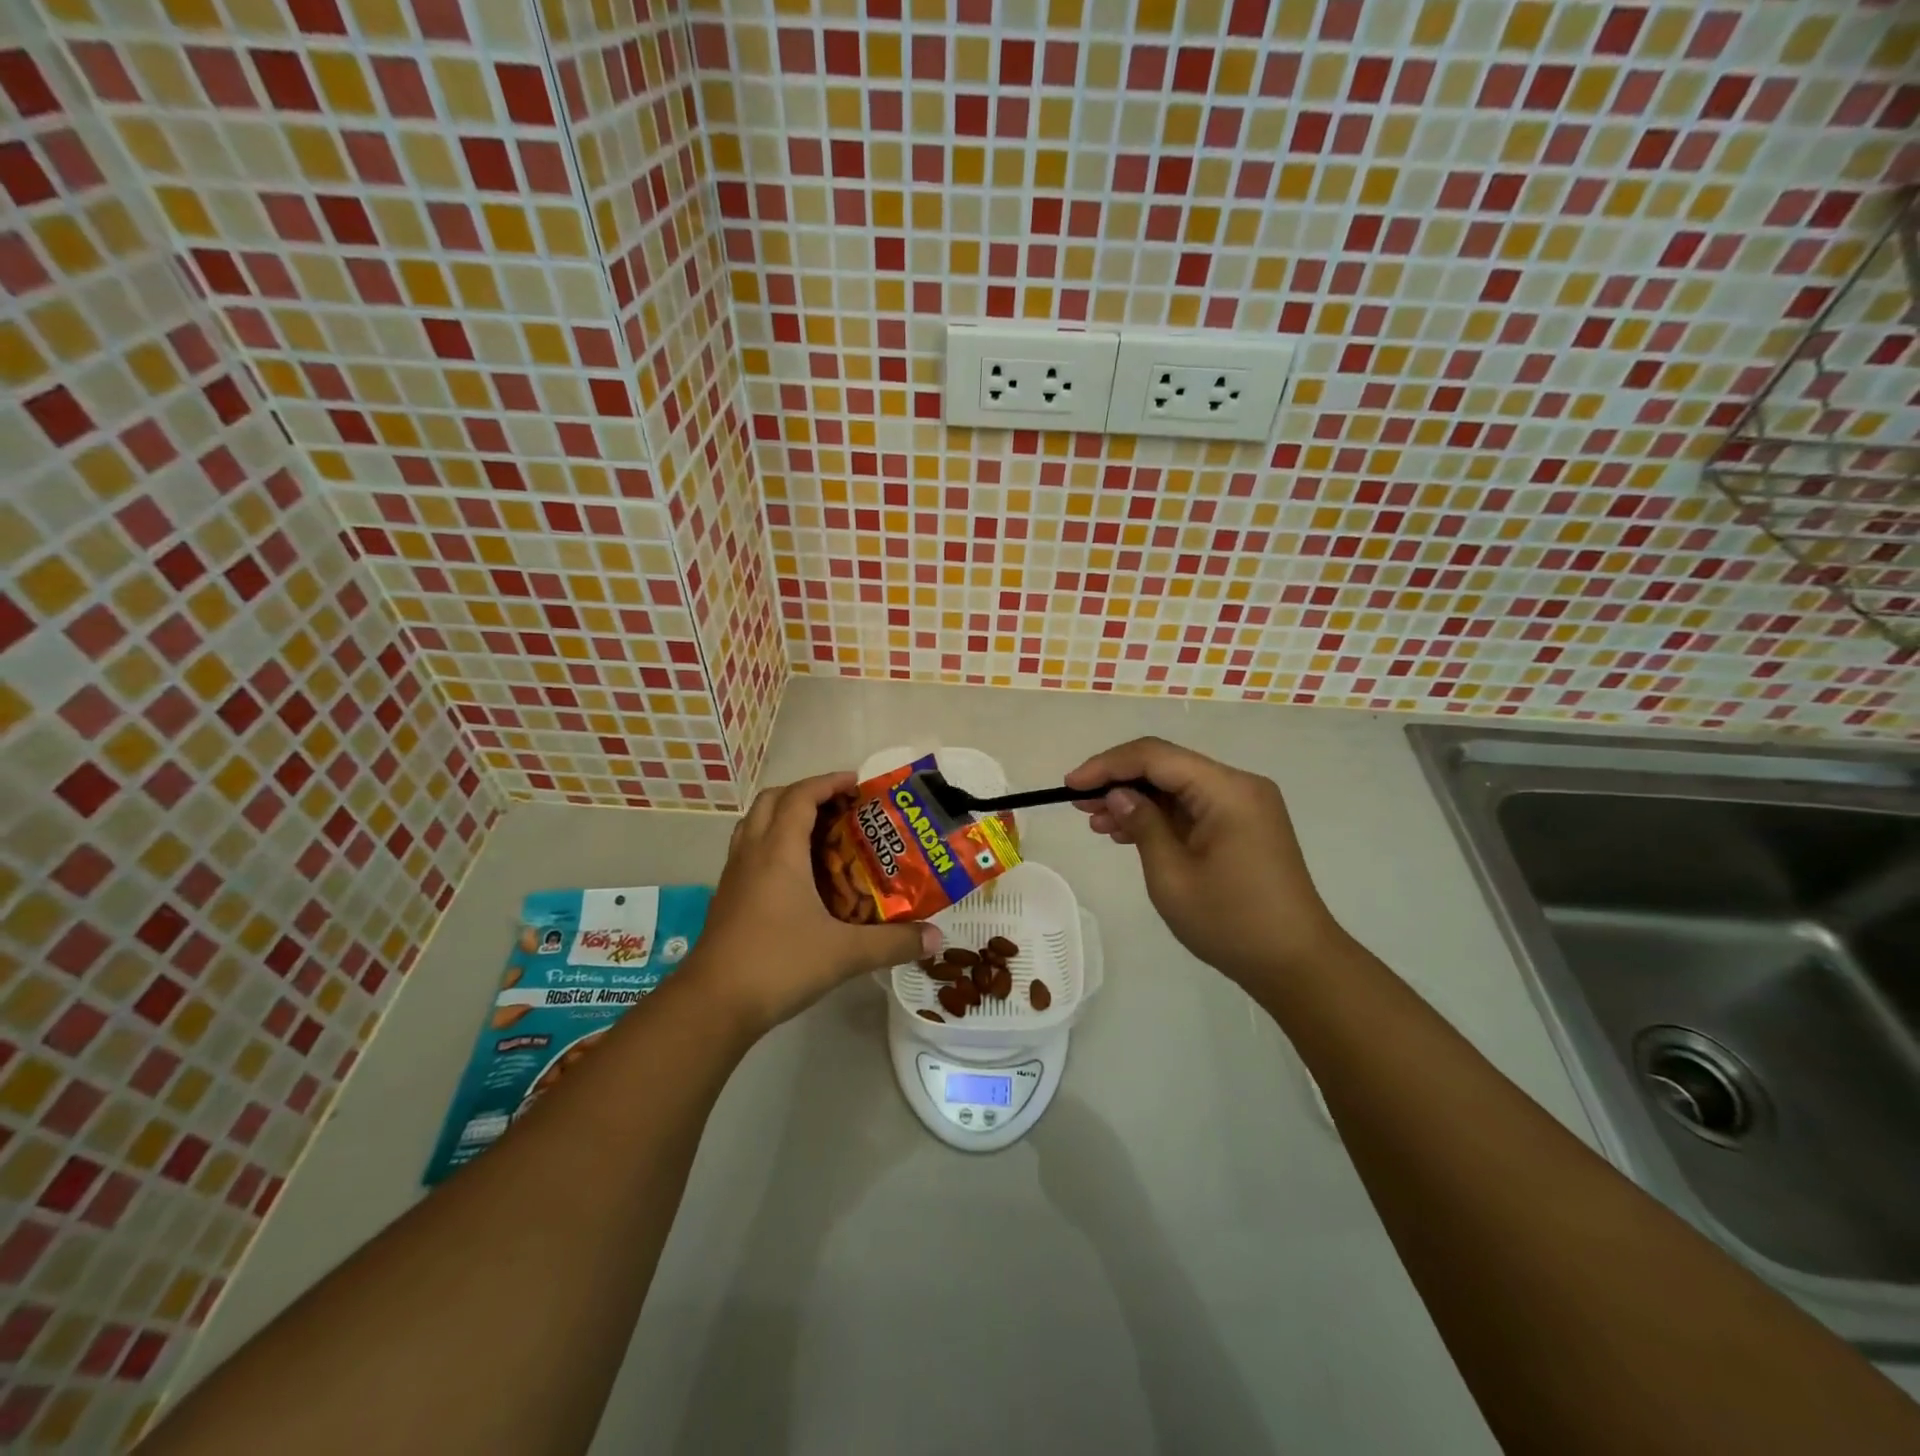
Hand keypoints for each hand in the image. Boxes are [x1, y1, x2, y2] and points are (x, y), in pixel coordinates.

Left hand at [686, 772, 939, 1036]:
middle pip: (772, 800)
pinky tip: (796, 876)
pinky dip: (772, 844)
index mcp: (779, 852)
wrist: (713, 1005)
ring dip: (784, 816)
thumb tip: (936, 938)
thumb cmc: (779, 964)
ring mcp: (734, 875)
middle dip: (805, 793)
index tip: (857, 783)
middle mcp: (753, 853)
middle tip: (839, 807)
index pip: (800, 796)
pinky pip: (749, 851)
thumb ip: (893, 943)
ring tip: (819, 833)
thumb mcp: (845, 953)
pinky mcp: (727, 898)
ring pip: (755, 824)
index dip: (828, 782)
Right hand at [1066, 738, 1349, 985]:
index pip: (1155, 756)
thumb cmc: (1231, 922)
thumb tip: (1117, 793)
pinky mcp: (1244, 826)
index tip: (1070, 785)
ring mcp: (1245, 806)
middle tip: (1078, 805)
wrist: (1297, 964)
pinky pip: (1193, 808)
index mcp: (1227, 790)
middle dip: (1119, 781)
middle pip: (1167, 767)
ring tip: (1096, 823)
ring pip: (1178, 787)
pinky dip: (1160, 817)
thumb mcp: (1172, 875)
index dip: (1107, 765)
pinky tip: (1127, 834)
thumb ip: (1142, 825)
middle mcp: (1239, 786)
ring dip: (1136, 801)